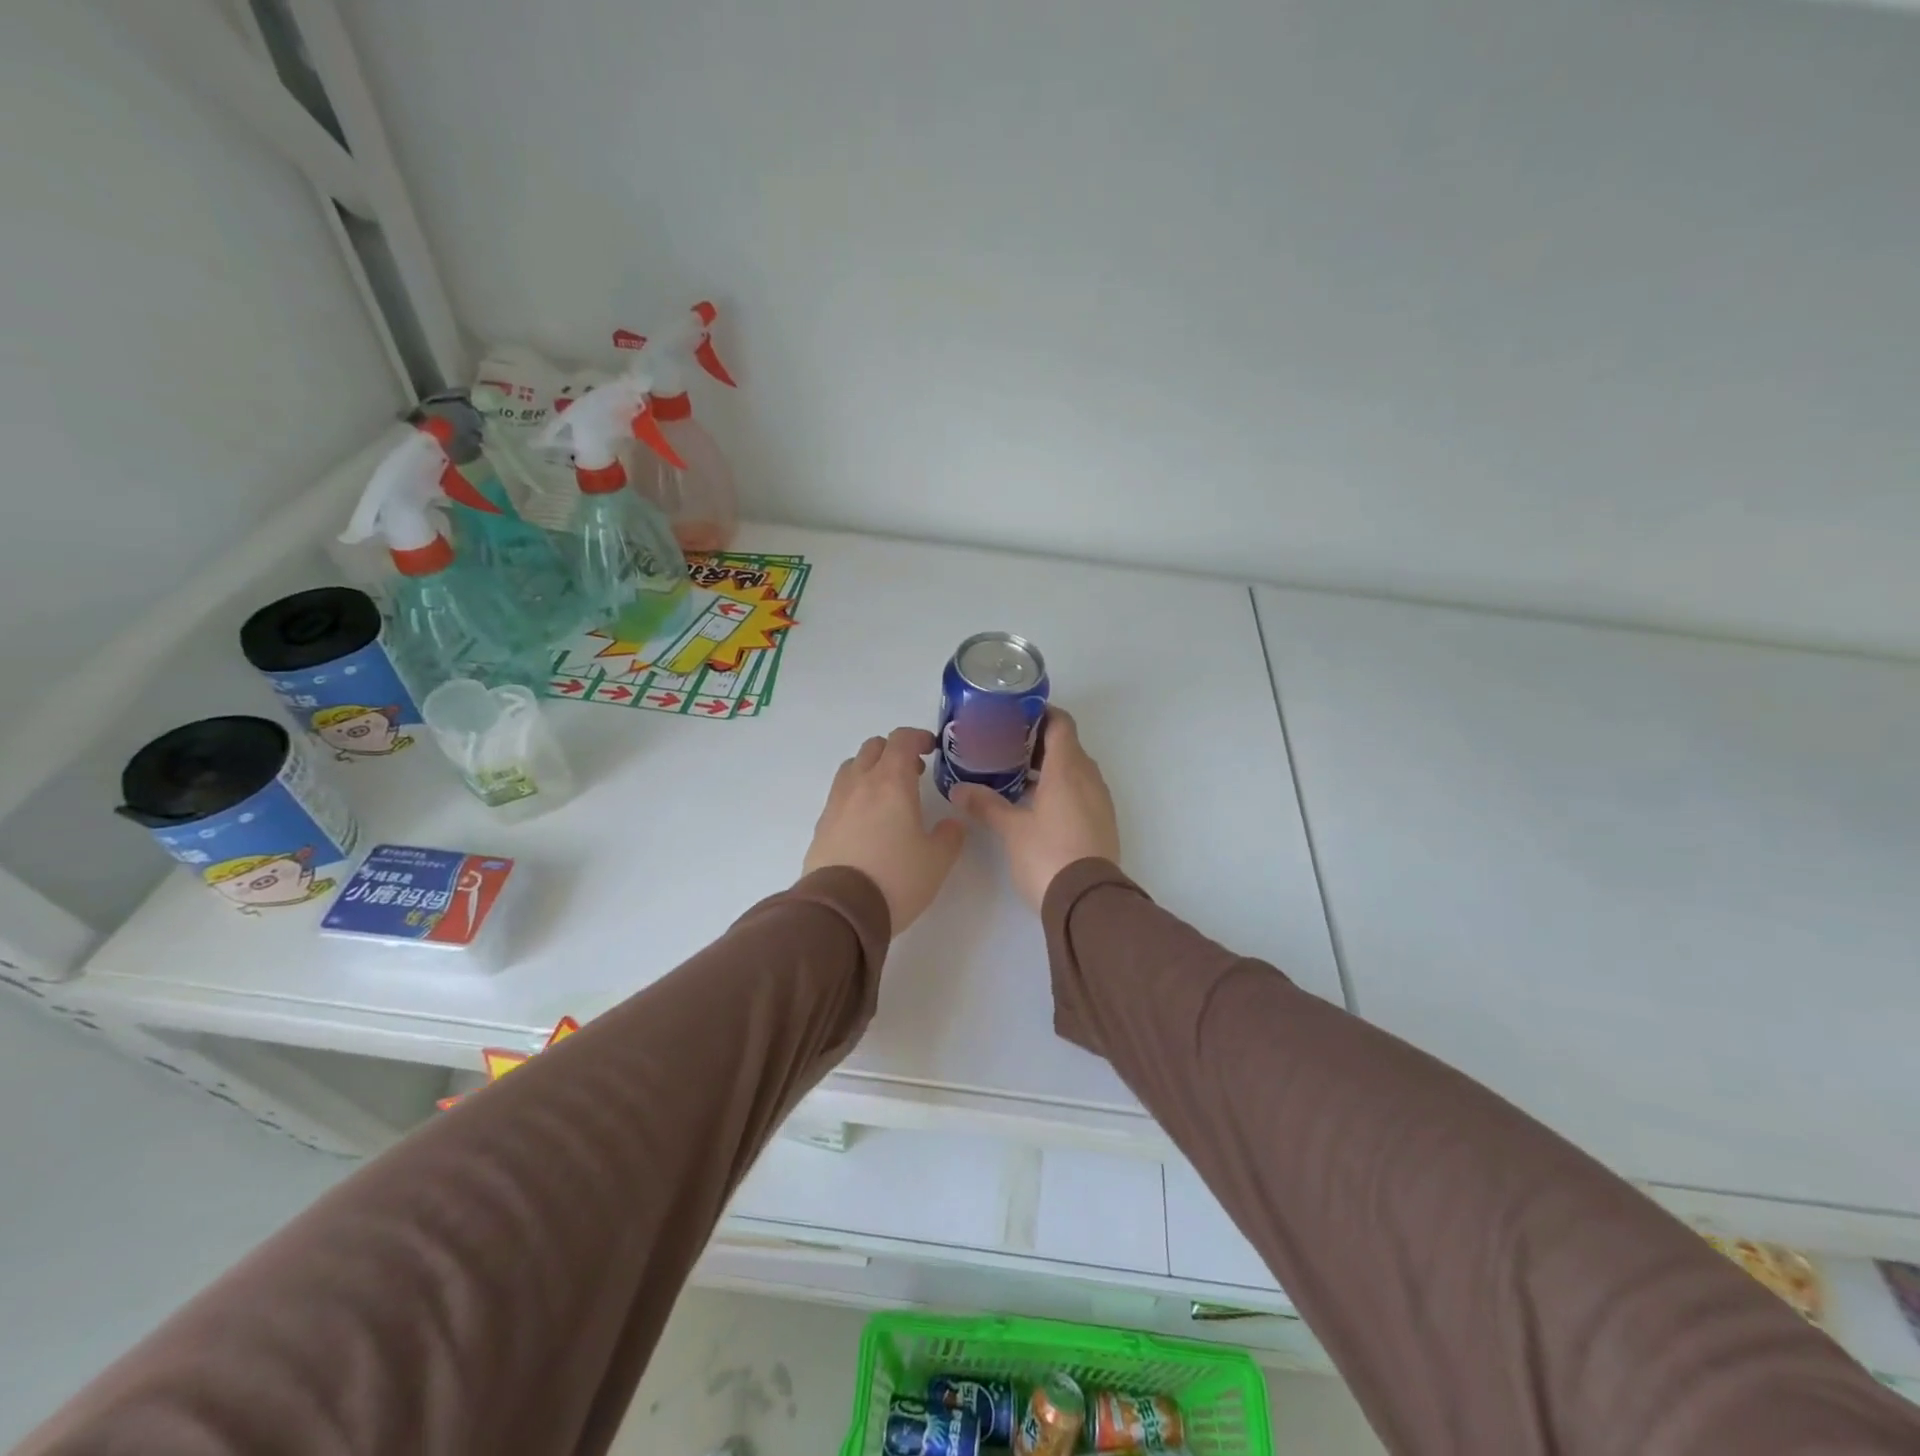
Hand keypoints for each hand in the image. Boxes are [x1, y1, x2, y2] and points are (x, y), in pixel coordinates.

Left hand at [803, 727, 966, 935]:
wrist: (840, 910)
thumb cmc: (896, 878)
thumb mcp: (937, 860)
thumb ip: (949, 836)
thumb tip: (951, 824)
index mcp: (891, 782)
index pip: (902, 740)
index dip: (918, 737)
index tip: (931, 749)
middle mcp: (860, 784)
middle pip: (873, 747)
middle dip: (894, 751)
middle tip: (913, 773)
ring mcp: (836, 803)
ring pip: (852, 768)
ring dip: (871, 770)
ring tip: (887, 795)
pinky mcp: (821, 825)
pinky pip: (839, 795)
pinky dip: (855, 795)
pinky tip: (866, 821)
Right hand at [951, 709, 1119, 909]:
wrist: (1088, 901)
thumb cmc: (1048, 855)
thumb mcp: (1012, 829)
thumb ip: (986, 805)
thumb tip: (959, 790)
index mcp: (1068, 769)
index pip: (1061, 724)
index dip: (1042, 713)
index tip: (1017, 715)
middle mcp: (1089, 778)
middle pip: (1068, 745)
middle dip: (1040, 742)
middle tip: (1007, 746)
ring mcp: (1100, 801)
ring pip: (1076, 770)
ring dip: (1052, 767)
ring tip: (1018, 775)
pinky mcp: (1103, 822)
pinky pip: (1083, 791)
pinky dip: (1063, 787)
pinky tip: (1038, 804)